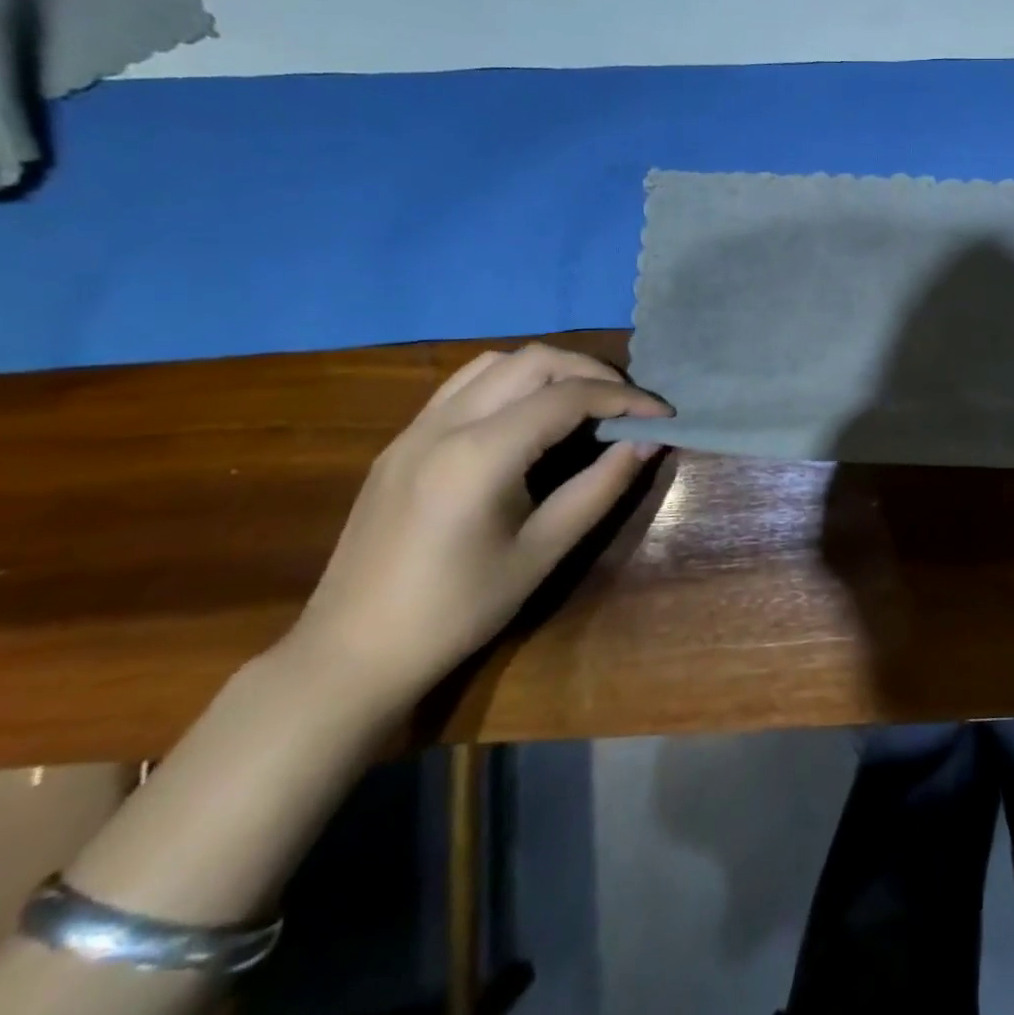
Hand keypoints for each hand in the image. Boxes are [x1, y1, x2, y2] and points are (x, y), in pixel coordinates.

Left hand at [287, 344, 669, 703]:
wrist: (350, 653)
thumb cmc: (457, 609)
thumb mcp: (543, 551)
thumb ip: (600, 487)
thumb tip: (648, 442)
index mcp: (480, 454)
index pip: (569, 396)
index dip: (625, 399)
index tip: (663, 415)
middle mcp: (445, 424)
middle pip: (534, 361)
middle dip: (593, 372)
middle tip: (629, 405)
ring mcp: (416, 428)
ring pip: (496, 362)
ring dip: (551, 370)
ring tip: (586, 403)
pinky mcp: (402, 441)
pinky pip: (466, 384)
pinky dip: (513, 382)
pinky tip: (532, 416)